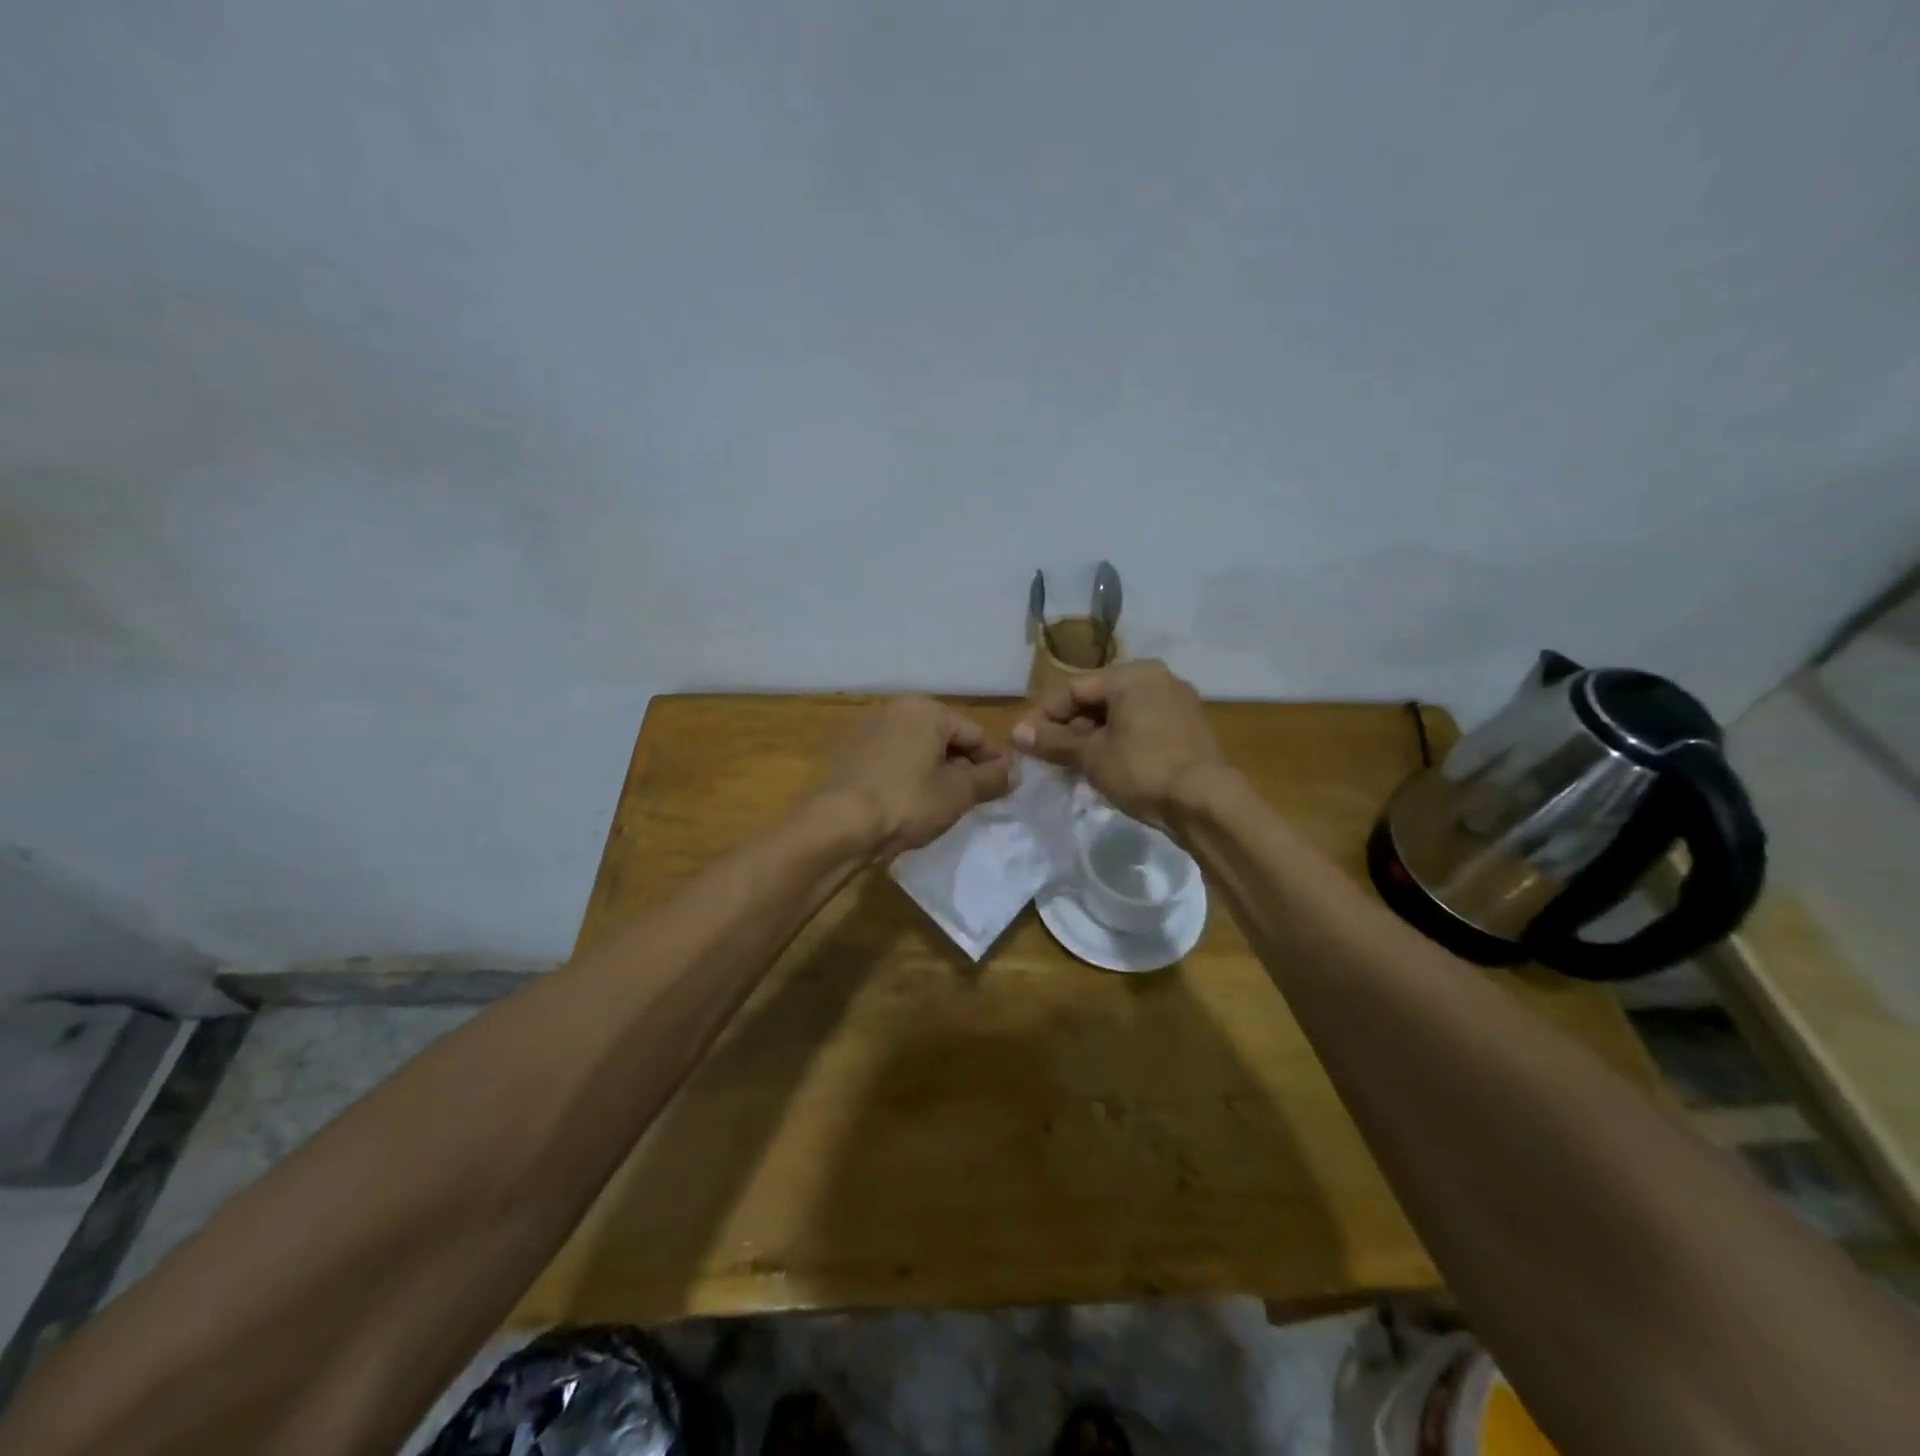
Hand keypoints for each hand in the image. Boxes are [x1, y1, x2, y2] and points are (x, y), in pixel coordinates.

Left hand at [820, 697, 1012, 856]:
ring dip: (938, 775)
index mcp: (926, 710)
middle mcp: (898, 710)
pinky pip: (898, 761)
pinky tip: (913, 806)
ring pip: (922, 751)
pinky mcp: (855, 754)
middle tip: (972, 803)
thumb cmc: (907, 802)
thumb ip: (991, 778)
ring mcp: (872, 730)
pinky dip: (912, 778)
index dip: (993, 764)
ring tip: (944, 807)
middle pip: (948, 739)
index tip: (1001, 792)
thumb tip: (1014, 770)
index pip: (976, 734)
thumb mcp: (958, 793)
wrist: (839, 826)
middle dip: (964, 768)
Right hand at [1011, 661, 1229, 829]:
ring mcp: (1178, 704)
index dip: (1044, 716)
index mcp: (1133, 675)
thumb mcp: (1092, 756)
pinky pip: (1141, 729)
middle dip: (1069, 728)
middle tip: (1047, 756)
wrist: (1207, 803)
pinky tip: (1104, 768)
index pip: (1075, 689)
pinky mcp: (1189, 730)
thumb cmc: (1143, 770)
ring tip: (1072, 766)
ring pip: (1121, 716)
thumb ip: (1053, 742)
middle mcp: (1158, 680)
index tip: (1024, 742)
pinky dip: (1119, 743)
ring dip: (1092, 738)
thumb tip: (1017, 734)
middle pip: (1098, 700)